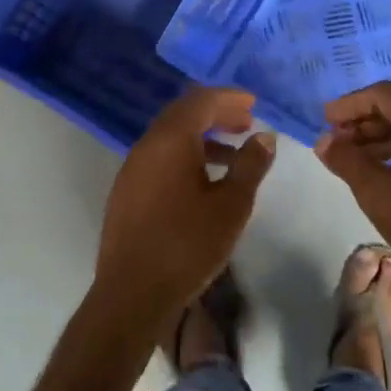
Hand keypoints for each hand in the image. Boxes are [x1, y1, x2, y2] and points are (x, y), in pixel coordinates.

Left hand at [97, 87, 274, 321]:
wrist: (133, 292)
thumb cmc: (187, 244)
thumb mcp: (231, 205)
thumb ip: (250, 165)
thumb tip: (264, 136)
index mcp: (170, 140)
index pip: (200, 101)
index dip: (228, 98)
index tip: (253, 104)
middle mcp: (146, 145)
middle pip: (182, 115)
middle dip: (216, 114)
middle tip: (246, 123)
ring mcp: (132, 168)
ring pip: (170, 138)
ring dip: (202, 138)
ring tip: (234, 155)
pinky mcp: (127, 191)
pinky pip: (159, 158)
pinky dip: (185, 156)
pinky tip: (205, 182)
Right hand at [314, 81, 390, 297]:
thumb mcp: (380, 195)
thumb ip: (348, 162)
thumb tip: (325, 141)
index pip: (383, 94)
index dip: (350, 104)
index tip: (326, 122)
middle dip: (364, 123)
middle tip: (337, 144)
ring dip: (383, 142)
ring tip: (356, 164)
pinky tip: (390, 179)